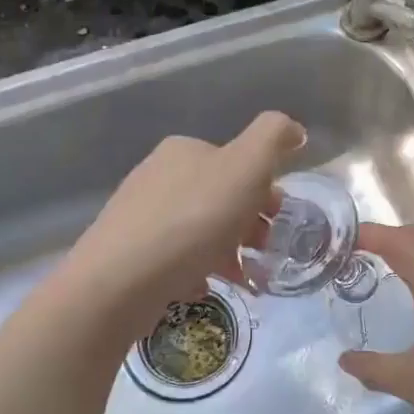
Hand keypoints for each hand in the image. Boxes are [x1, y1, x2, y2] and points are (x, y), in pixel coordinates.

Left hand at [64, 112, 305, 326]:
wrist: (120, 280)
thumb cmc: (193, 219)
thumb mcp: (246, 166)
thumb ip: (273, 138)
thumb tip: (293, 128)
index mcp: (184, 150)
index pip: (236, 162)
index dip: (263, 190)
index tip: (276, 220)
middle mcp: (157, 175)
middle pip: (218, 197)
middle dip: (248, 224)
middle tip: (263, 252)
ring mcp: (138, 215)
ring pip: (199, 229)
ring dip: (228, 251)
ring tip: (244, 279)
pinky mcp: (127, 254)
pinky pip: (175, 258)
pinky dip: (196, 269)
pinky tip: (204, 286)